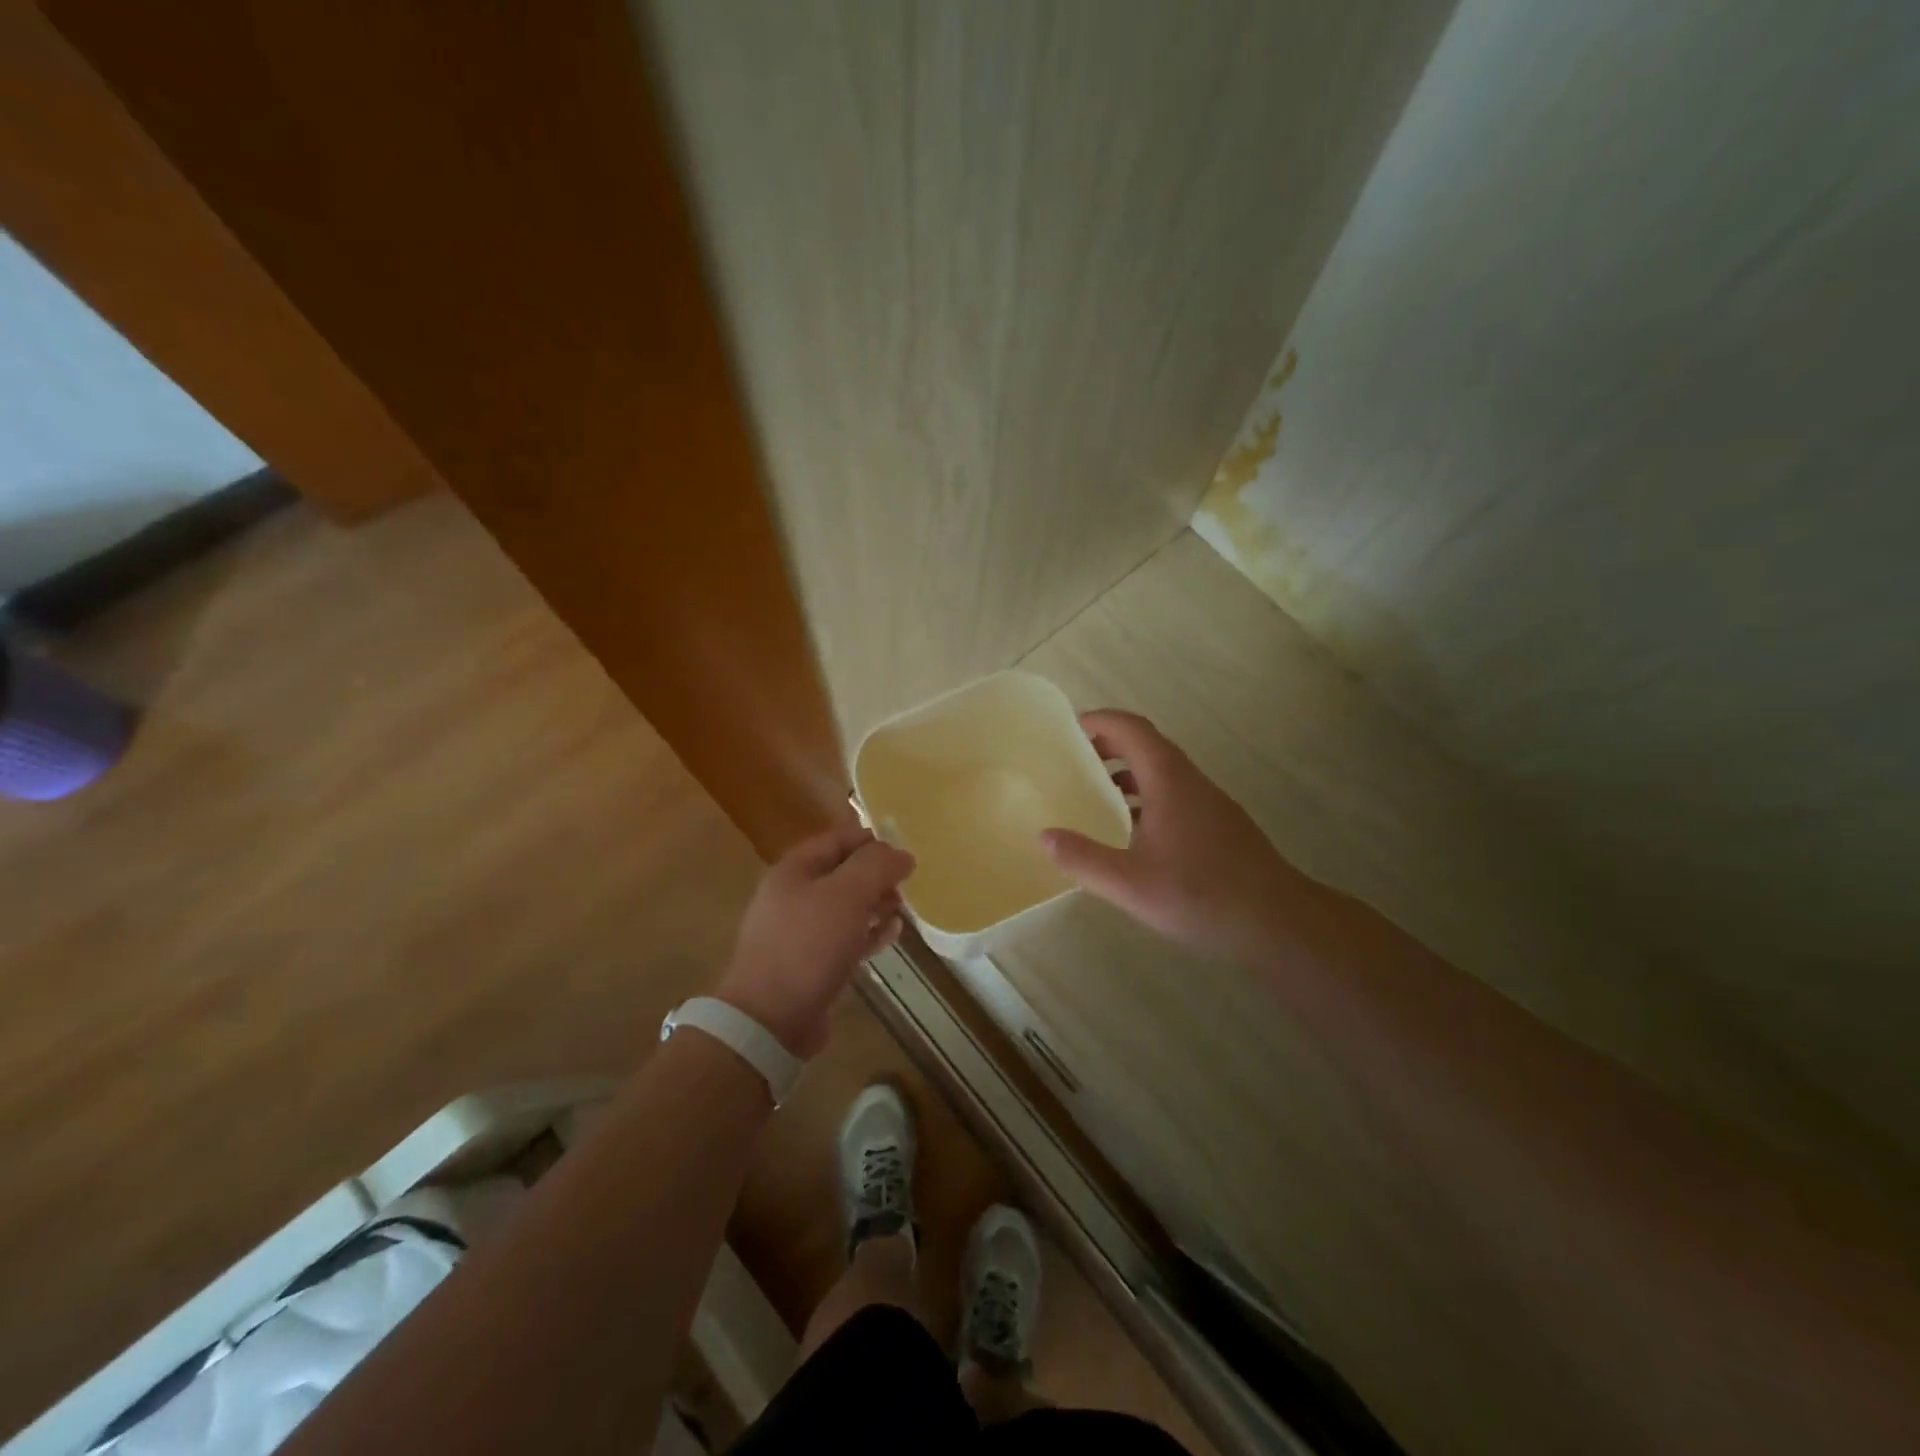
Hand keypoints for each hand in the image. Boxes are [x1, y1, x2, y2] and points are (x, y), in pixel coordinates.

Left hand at [714, 820, 915, 1057]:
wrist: (769, 1019)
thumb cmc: (807, 945)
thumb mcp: (846, 895)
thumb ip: (876, 866)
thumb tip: (901, 854)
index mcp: (794, 870)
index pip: (838, 839)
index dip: (872, 840)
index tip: (905, 849)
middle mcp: (793, 896)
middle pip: (843, 873)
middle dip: (876, 875)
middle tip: (907, 883)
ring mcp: (800, 932)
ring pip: (846, 907)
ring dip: (875, 904)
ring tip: (902, 908)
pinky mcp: (810, 964)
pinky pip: (845, 939)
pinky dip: (869, 933)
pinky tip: (892, 934)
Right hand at [1041, 709, 1292, 962]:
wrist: (1278, 922)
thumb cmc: (1201, 895)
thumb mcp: (1129, 883)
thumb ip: (1083, 858)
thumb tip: (1044, 836)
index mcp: (1169, 781)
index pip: (1132, 729)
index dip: (1100, 721)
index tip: (1068, 728)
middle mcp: (1192, 782)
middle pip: (1148, 745)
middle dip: (1109, 745)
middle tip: (1074, 761)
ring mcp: (1211, 803)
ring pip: (1164, 772)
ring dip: (1129, 774)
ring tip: (1096, 795)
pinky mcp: (1221, 825)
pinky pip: (1176, 794)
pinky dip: (1148, 797)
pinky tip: (1134, 833)